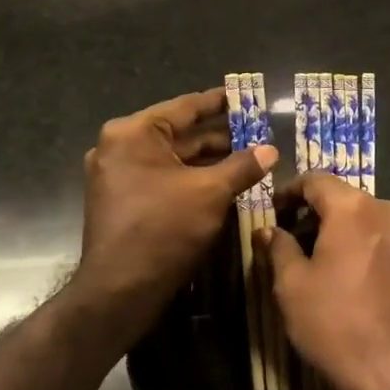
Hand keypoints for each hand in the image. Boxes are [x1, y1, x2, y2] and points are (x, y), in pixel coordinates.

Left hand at [73, 87, 276, 337]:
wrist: (119, 292)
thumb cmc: (164, 229)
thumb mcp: (211, 192)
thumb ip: (243, 166)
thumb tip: (271, 150)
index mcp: (134, 133)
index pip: (186, 106)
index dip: (220, 102)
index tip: (246, 97)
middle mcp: (120, 146)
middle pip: (180, 133)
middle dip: (219, 136)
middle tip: (257, 133)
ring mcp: (118, 175)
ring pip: (174, 158)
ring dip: (209, 160)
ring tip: (249, 158)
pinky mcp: (123, 201)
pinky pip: (163, 178)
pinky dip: (192, 178)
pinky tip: (225, 183)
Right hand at [259, 173, 389, 389]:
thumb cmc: (339, 326)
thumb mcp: (293, 287)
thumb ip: (279, 248)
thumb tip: (269, 229)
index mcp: (354, 207)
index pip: (316, 180)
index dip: (290, 191)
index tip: (274, 210)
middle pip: (345, 199)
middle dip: (318, 215)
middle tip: (295, 242)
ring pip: (370, 220)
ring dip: (346, 232)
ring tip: (327, 264)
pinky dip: (370, 248)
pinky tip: (358, 280)